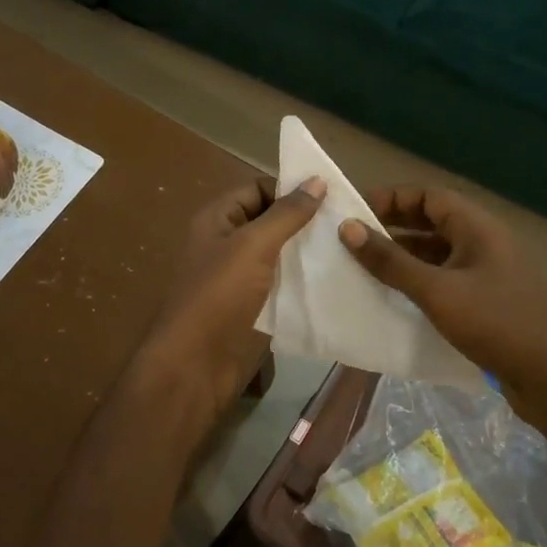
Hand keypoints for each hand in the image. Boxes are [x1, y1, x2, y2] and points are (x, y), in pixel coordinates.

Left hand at [130, 175, 325, 434]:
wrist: (195, 366)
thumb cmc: (218, 296)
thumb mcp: (253, 246)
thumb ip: (286, 214)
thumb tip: (316, 180)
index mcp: (217, 220)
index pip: (256, 189)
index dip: (289, 189)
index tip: (332, 195)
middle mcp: (226, 243)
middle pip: (269, 222)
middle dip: (304, 222)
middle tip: (349, 222)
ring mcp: (239, 278)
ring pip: (279, 255)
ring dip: (308, 252)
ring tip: (351, 248)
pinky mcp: (253, 307)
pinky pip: (282, 285)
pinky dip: (304, 281)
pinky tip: (337, 279)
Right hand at [338, 185, 546, 391]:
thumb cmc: (494, 324)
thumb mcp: (436, 291)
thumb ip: (391, 260)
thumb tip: (348, 227)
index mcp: (477, 227)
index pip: (428, 196)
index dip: (392, 198)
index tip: (355, 211)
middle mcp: (484, 241)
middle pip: (433, 220)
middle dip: (393, 225)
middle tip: (354, 238)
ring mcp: (488, 271)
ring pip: (438, 250)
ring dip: (404, 254)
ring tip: (366, 265)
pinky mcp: (487, 299)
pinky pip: (446, 276)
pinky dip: (420, 278)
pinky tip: (396, 294)